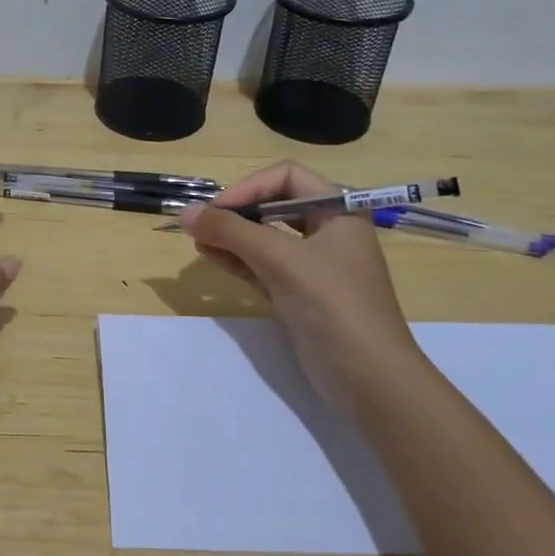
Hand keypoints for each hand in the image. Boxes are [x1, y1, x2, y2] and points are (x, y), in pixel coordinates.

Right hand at [179, 161, 425, 406]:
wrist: (369, 378)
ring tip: (197, 240)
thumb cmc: (332, 304)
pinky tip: (210, 256)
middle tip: (202, 225)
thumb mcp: (280, 259)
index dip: (250, 187)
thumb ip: (231, 232)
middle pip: (274, 206)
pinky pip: (263, 267)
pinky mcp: (300, 295)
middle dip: (236, 213)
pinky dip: (238, 259)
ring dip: (232, 236)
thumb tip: (185, 213)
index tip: (218, 209)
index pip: (287, 177)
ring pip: (265, 239)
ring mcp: (314, 266)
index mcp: (338, 211)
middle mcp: (328, 232)